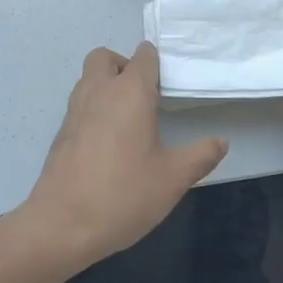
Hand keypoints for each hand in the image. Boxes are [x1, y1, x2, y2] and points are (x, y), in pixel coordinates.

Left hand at [15, 43, 227, 274]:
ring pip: (88, 79)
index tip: (168, 82)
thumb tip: (220, 141)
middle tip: (144, 95)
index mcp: (129, 93)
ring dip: (106, 85)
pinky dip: (94, 109)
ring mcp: (74, 111)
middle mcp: (98, 92)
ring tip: (129, 119)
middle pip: (105, 57)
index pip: (143, 58)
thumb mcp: (173, 178)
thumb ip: (200, 156)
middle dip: (124, 65)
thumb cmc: (124, 194)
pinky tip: (109, 143)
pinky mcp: (61, 133)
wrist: (62, 224)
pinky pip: (79, 105)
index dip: (156, 62)